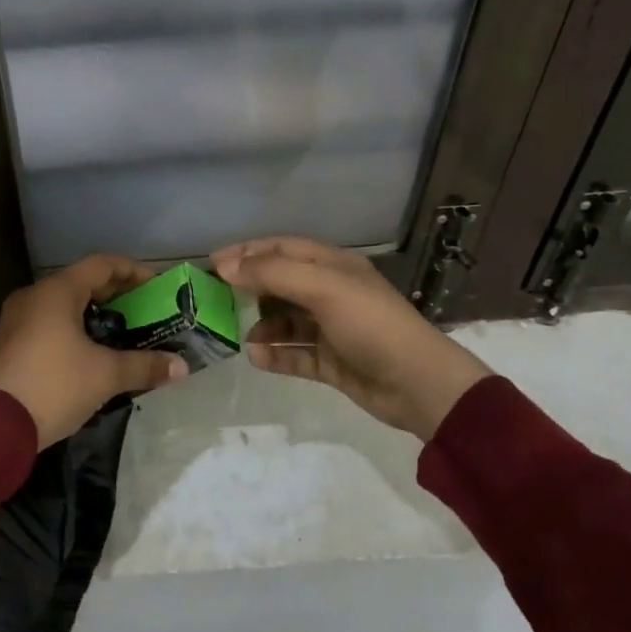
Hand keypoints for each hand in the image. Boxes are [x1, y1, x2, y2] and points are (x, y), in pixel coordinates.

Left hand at [0, 254, 188, 447]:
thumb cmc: (53, 386)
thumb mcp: (105, 375)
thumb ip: (145, 366)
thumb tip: (182, 367)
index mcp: (56, 292)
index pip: (101, 264)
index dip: (132, 270)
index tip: (156, 285)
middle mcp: (33, 297)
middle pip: (81, 283)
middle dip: (115, 295)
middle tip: (144, 311)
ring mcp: (16, 321)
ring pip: (62, 306)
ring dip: (93, 315)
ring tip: (121, 334)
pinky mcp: (8, 345)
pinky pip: (47, 325)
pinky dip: (72, 331)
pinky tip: (89, 355)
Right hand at [210, 236, 492, 440]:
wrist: (418, 383)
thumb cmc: (370, 324)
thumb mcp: (322, 288)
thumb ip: (272, 273)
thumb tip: (226, 266)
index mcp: (333, 266)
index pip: (282, 248)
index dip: (247, 251)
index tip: (212, 263)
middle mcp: (331, 293)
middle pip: (281, 283)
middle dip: (249, 289)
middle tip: (215, 300)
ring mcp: (332, 329)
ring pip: (285, 321)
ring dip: (261, 326)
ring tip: (239, 336)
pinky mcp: (332, 362)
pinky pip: (295, 354)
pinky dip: (275, 355)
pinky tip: (257, 358)